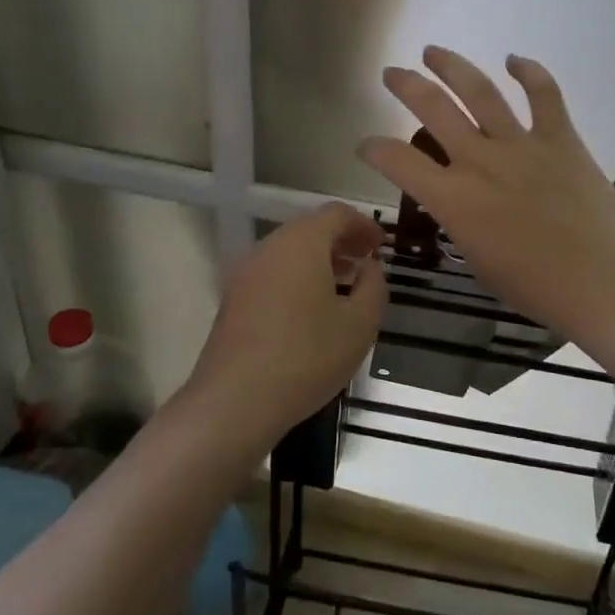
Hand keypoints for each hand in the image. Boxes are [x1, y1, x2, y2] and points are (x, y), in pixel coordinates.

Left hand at [185, 203, 386, 446]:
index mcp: (301, 243)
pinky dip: (298, 277)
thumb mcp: (360, 324)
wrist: (235, 401)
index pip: (336, 214)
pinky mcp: (233, 299)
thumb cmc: (307, 356)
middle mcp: (269, 247)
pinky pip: (273, 273)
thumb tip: (369, 268)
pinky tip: (312, 309)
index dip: (363, 225)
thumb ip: (374, 286)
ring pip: (289, 252)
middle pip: (310, 229)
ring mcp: (246, 273)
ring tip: (345, 286)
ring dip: (319, 261)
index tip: (381, 246)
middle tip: (366, 263)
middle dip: (341, 241)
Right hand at [358, 47, 614, 339]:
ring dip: (452, 66)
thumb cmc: (536, 287)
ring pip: (479, 91)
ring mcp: (522, 145)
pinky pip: (544, 94)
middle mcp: (480, 161)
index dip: (374, 148)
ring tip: (433, 52)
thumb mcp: (478, 261)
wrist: (602, 282)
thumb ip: (462, 223)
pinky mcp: (560, 139)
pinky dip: (529, 72)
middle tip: (392, 73)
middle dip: (406, 86)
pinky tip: (514, 59)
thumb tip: (463, 203)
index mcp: (454, 199)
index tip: (367, 145)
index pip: (398, 161)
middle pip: (433, 108)